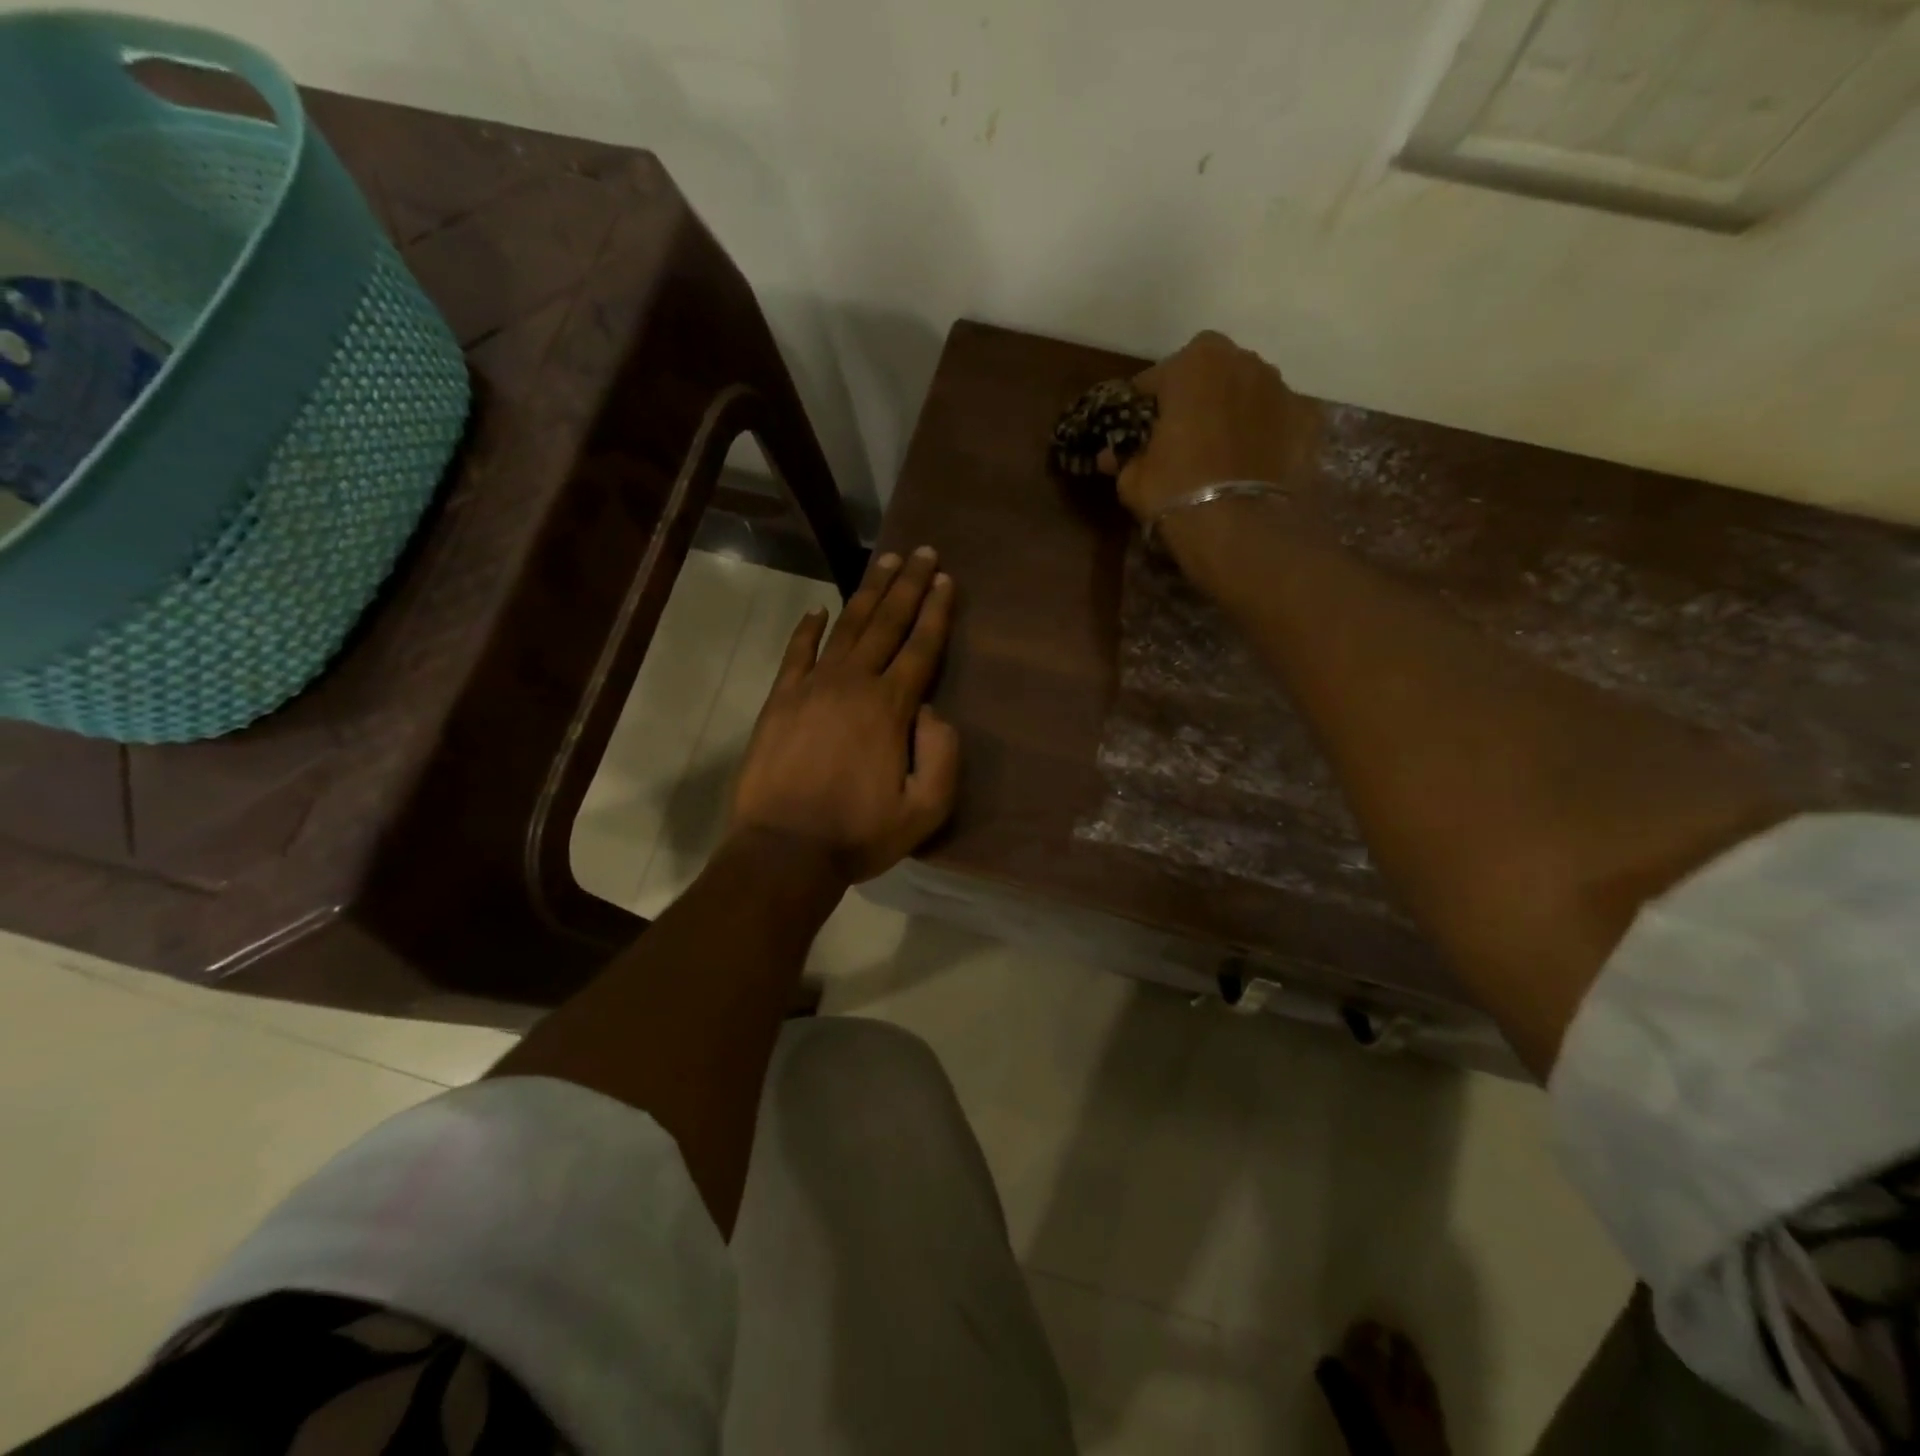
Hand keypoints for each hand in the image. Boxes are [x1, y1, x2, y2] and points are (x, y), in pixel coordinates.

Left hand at [729, 547, 959, 883]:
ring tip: (886, 563)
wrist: (784, 850)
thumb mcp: (925, 810)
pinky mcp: (780, 700)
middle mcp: (852, 684)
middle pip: (886, 624)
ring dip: (868, 593)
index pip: (920, 647)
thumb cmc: (859, 833)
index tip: (946, 579)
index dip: (936, 611)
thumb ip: (942, 755)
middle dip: (908, 586)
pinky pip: (797, 653)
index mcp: (890, 708)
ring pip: (845, 628)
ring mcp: (811, 688)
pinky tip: (819, 610)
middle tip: (923, 552)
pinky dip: (808, 629)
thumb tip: (932, 711)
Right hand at [1105, 330, 1320, 527]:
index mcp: (1193, 363)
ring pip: (1245, 391)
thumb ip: (1123, 456)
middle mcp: (1241, 361)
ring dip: (1230, 410)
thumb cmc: (1175, 490)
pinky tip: (1250, 462)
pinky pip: (1274, 418)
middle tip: (1181, 437)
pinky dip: (1263, 432)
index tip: (1139, 432)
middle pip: (1207, 373)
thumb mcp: (1133, 478)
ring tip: (1219, 451)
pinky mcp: (1307, 418)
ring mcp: (1280, 387)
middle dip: (1193, 396)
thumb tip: (1110, 455)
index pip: (1156, 378)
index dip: (1144, 406)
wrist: (1238, 528)